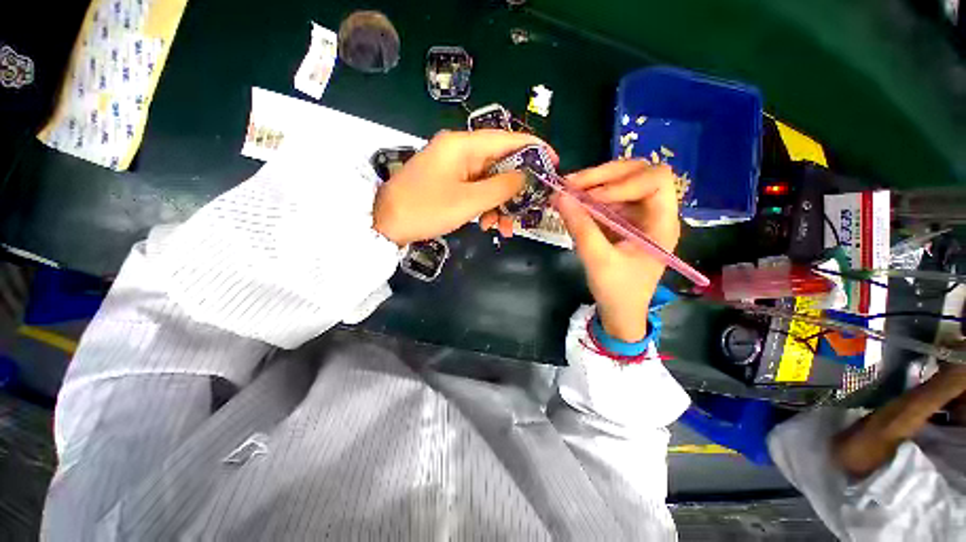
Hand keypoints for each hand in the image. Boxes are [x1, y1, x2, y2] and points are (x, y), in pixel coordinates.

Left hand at [373, 130, 553, 245]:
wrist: (385, 223)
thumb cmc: (426, 209)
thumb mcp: (468, 201)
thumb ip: (501, 186)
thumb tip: (526, 176)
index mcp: (463, 145)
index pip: (508, 138)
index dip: (534, 149)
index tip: (554, 163)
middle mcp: (460, 150)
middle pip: (501, 163)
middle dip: (516, 188)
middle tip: (530, 209)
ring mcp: (454, 167)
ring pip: (490, 180)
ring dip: (501, 204)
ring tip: (505, 229)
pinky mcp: (450, 182)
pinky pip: (476, 190)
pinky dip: (486, 206)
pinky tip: (488, 225)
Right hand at [555, 161, 680, 341]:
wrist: (620, 312)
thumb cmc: (617, 291)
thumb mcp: (597, 260)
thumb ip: (580, 227)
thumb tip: (560, 196)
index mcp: (662, 223)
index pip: (656, 180)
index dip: (624, 182)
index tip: (591, 197)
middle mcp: (654, 212)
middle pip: (637, 173)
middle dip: (603, 175)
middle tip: (571, 183)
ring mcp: (637, 215)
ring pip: (619, 183)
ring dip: (592, 183)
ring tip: (565, 190)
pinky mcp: (621, 221)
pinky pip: (606, 199)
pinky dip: (588, 197)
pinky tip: (571, 202)